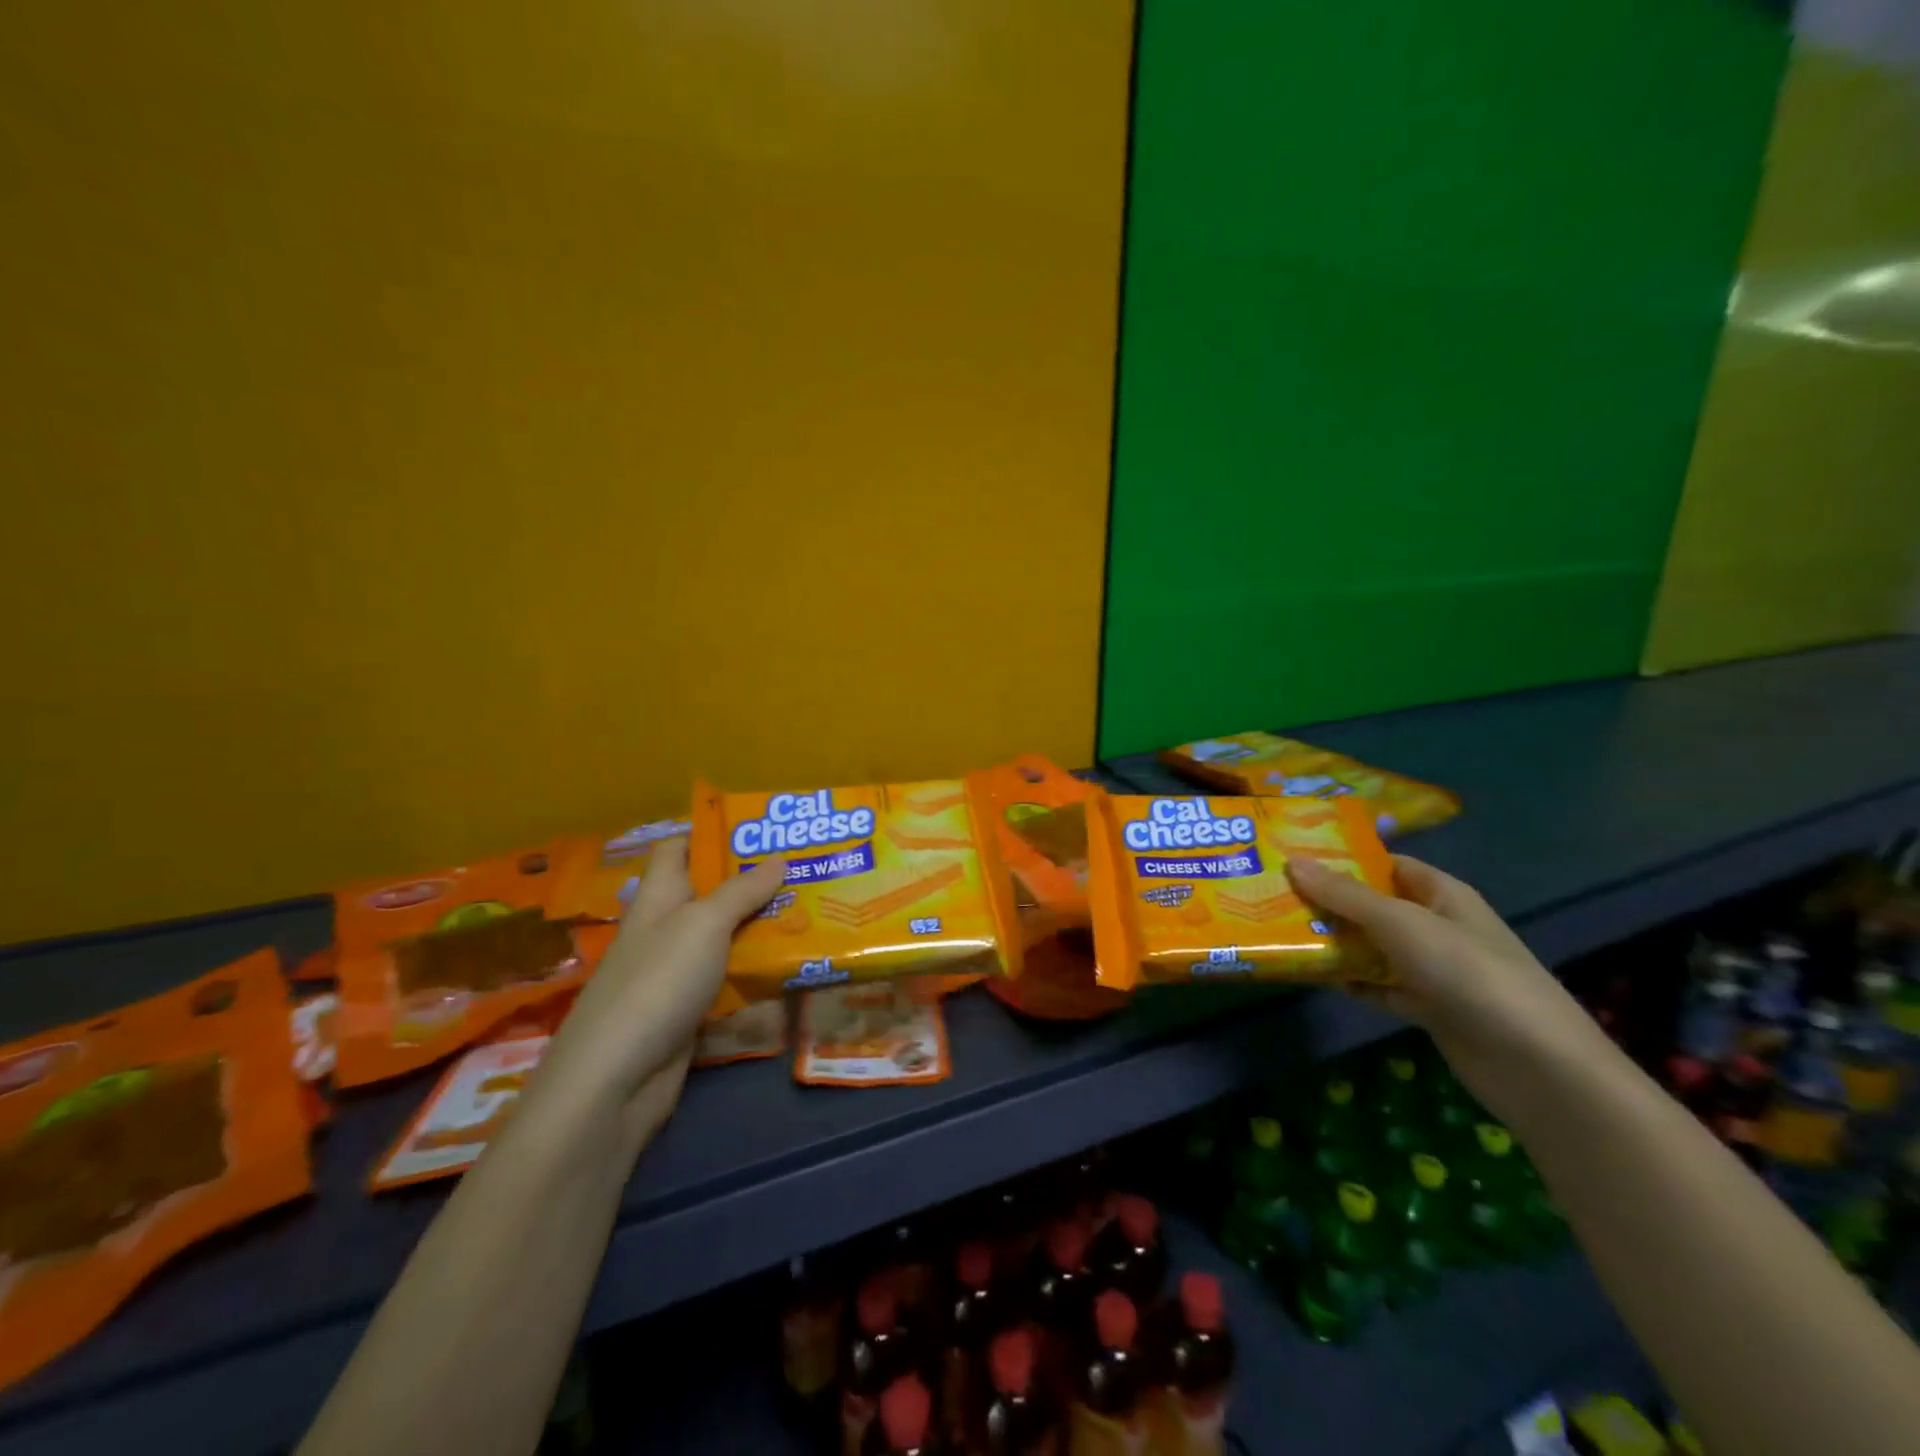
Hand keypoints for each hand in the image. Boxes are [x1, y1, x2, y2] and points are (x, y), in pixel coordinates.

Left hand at [534, 839, 786, 1134]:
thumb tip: (779, 858)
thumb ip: (743, 890)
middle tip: (805, 869)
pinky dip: (756, 970)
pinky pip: (729, 978)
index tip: (759, 829)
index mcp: (659, 896)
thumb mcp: (704, 923)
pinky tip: (791, 965)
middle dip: (753, 881)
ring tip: (811, 911)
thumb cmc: (658, 981)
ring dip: (761, 927)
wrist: (617, 1079)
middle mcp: (666, 928)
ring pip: (725, 938)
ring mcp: (676, 972)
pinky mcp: (690, 1009)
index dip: (711, 832)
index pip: (678, 848)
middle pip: (709, 893)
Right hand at [1286, 854, 1609, 1110]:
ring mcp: (1433, 969)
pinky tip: (1313, 977)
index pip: (1386, 864)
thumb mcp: (1402, 924)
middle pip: (1373, 905)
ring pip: (1372, 947)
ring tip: (1280, 933)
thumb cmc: (1469, 974)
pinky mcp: (1428, 1008)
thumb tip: (1293, 862)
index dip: (1343, 858)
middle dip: (1328, 901)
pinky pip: (1378, 986)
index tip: (1292, 857)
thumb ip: (1346, 896)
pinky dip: (1350, 981)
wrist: (1537, 1067)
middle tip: (1272, 895)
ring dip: (1334, 942)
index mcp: (1441, 894)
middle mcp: (1436, 926)